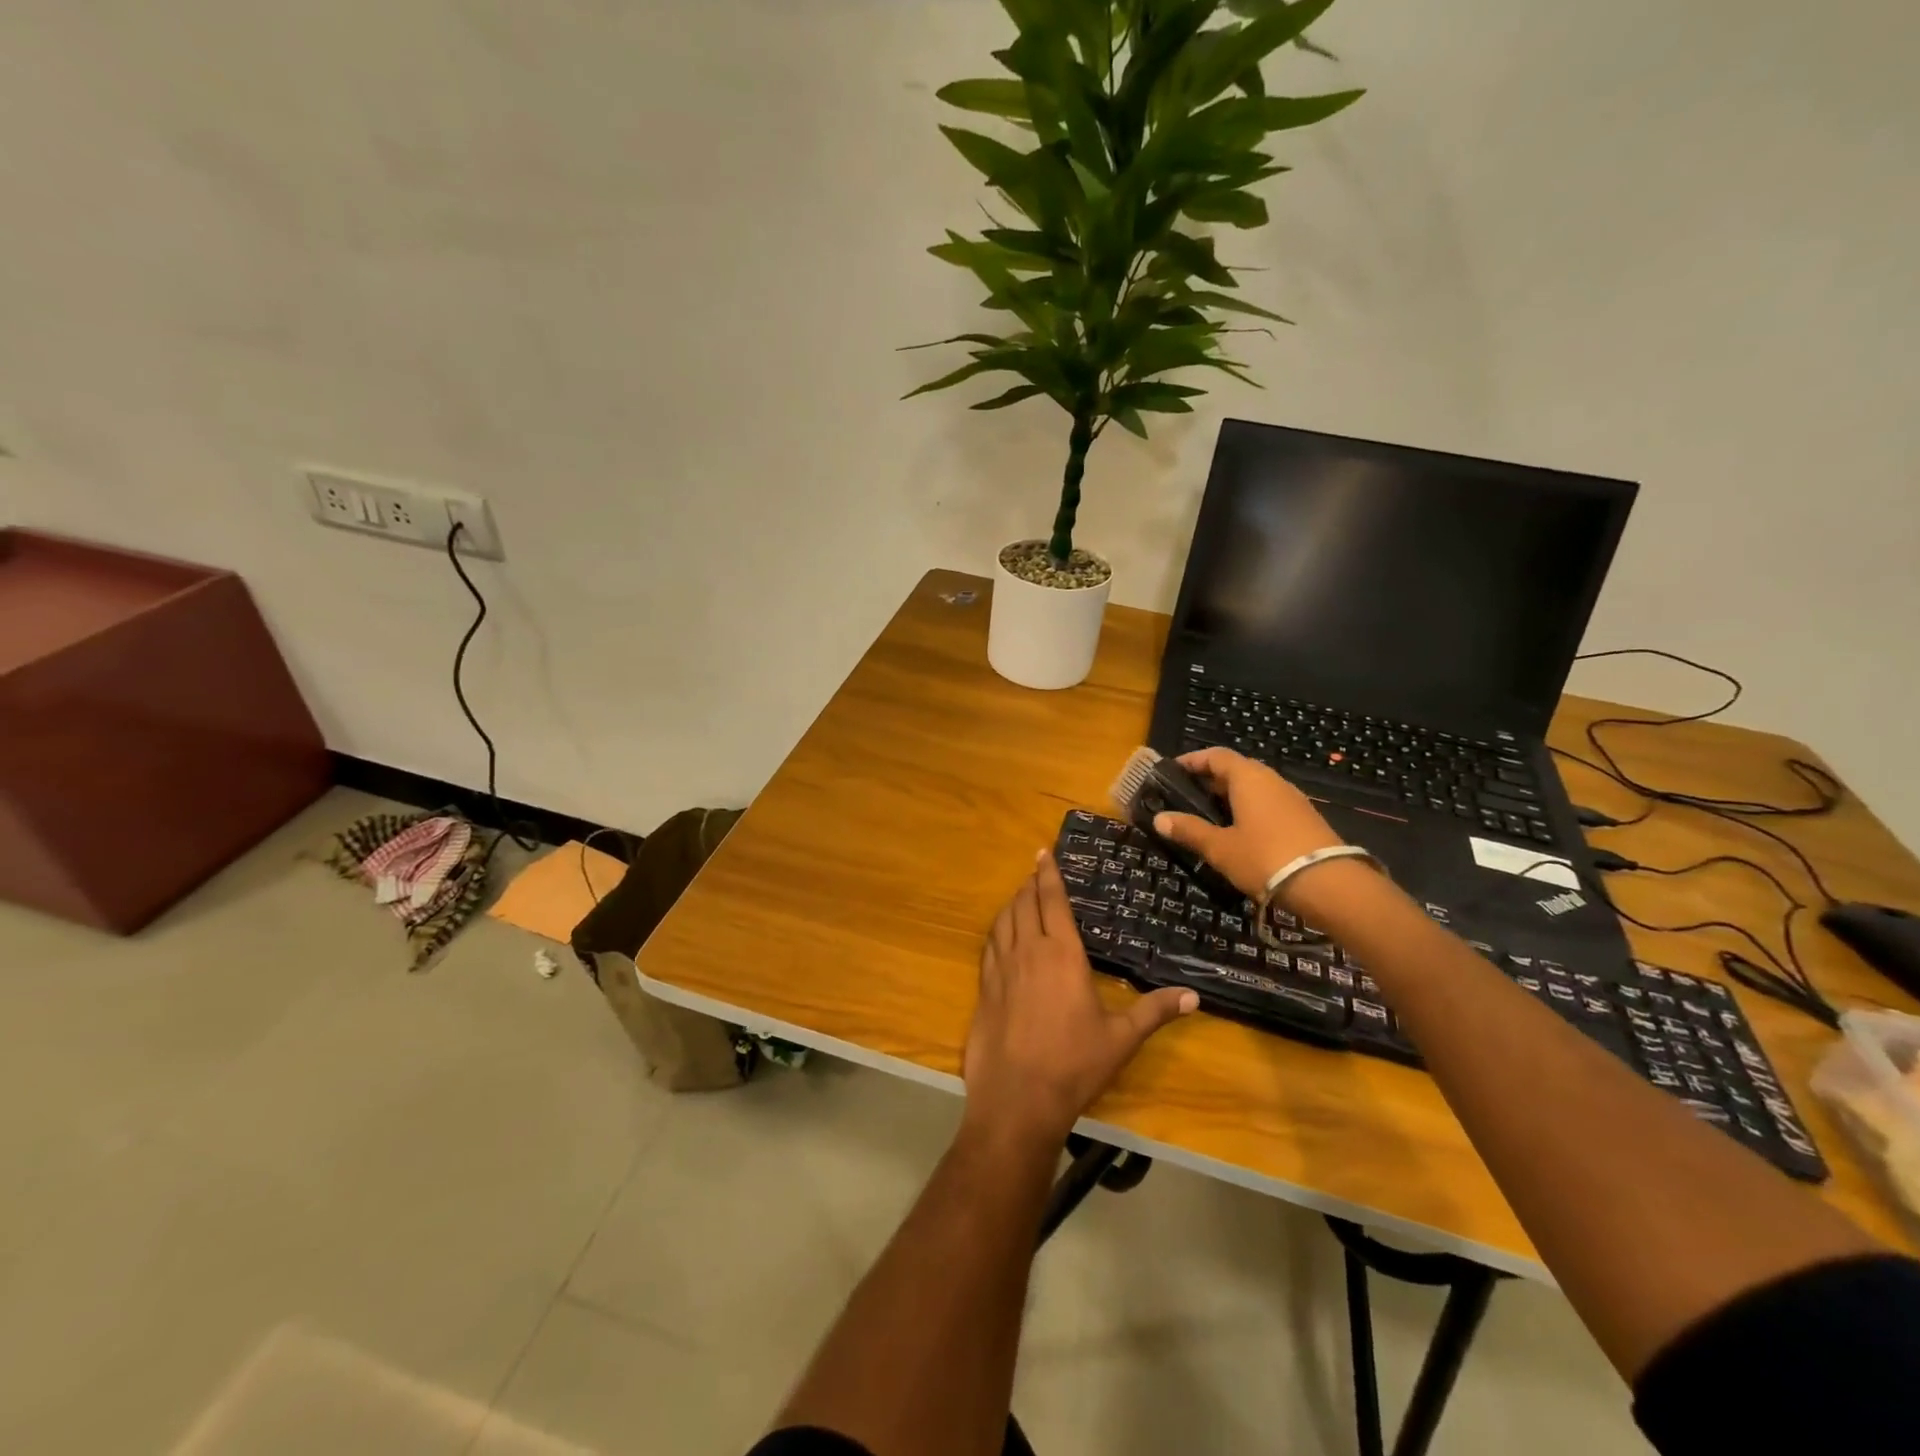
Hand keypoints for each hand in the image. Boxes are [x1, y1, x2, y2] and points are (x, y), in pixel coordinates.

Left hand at [963, 851, 1196, 1146]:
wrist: (1018, 1097)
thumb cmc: (1074, 1064)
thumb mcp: (1121, 1038)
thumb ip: (1155, 1012)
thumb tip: (1194, 997)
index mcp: (1062, 954)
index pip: (1052, 901)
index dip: (1048, 874)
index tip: (1044, 853)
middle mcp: (1028, 951)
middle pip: (1024, 903)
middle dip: (1030, 883)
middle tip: (1036, 870)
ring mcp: (1001, 968)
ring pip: (1003, 920)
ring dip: (1012, 903)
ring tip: (1021, 896)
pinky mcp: (984, 987)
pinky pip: (989, 945)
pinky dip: (996, 930)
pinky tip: (1001, 935)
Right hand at [1152, 747, 1344, 900]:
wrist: (1330, 886)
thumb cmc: (1265, 858)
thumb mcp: (1220, 848)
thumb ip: (1189, 831)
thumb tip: (1159, 819)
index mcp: (1248, 777)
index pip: (1216, 755)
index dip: (1192, 760)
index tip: (1172, 771)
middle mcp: (1271, 780)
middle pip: (1235, 770)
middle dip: (1209, 781)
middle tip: (1185, 798)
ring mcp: (1292, 799)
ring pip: (1253, 789)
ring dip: (1230, 798)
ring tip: (1208, 818)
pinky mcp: (1304, 819)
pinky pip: (1268, 805)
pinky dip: (1248, 811)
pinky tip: (1238, 834)